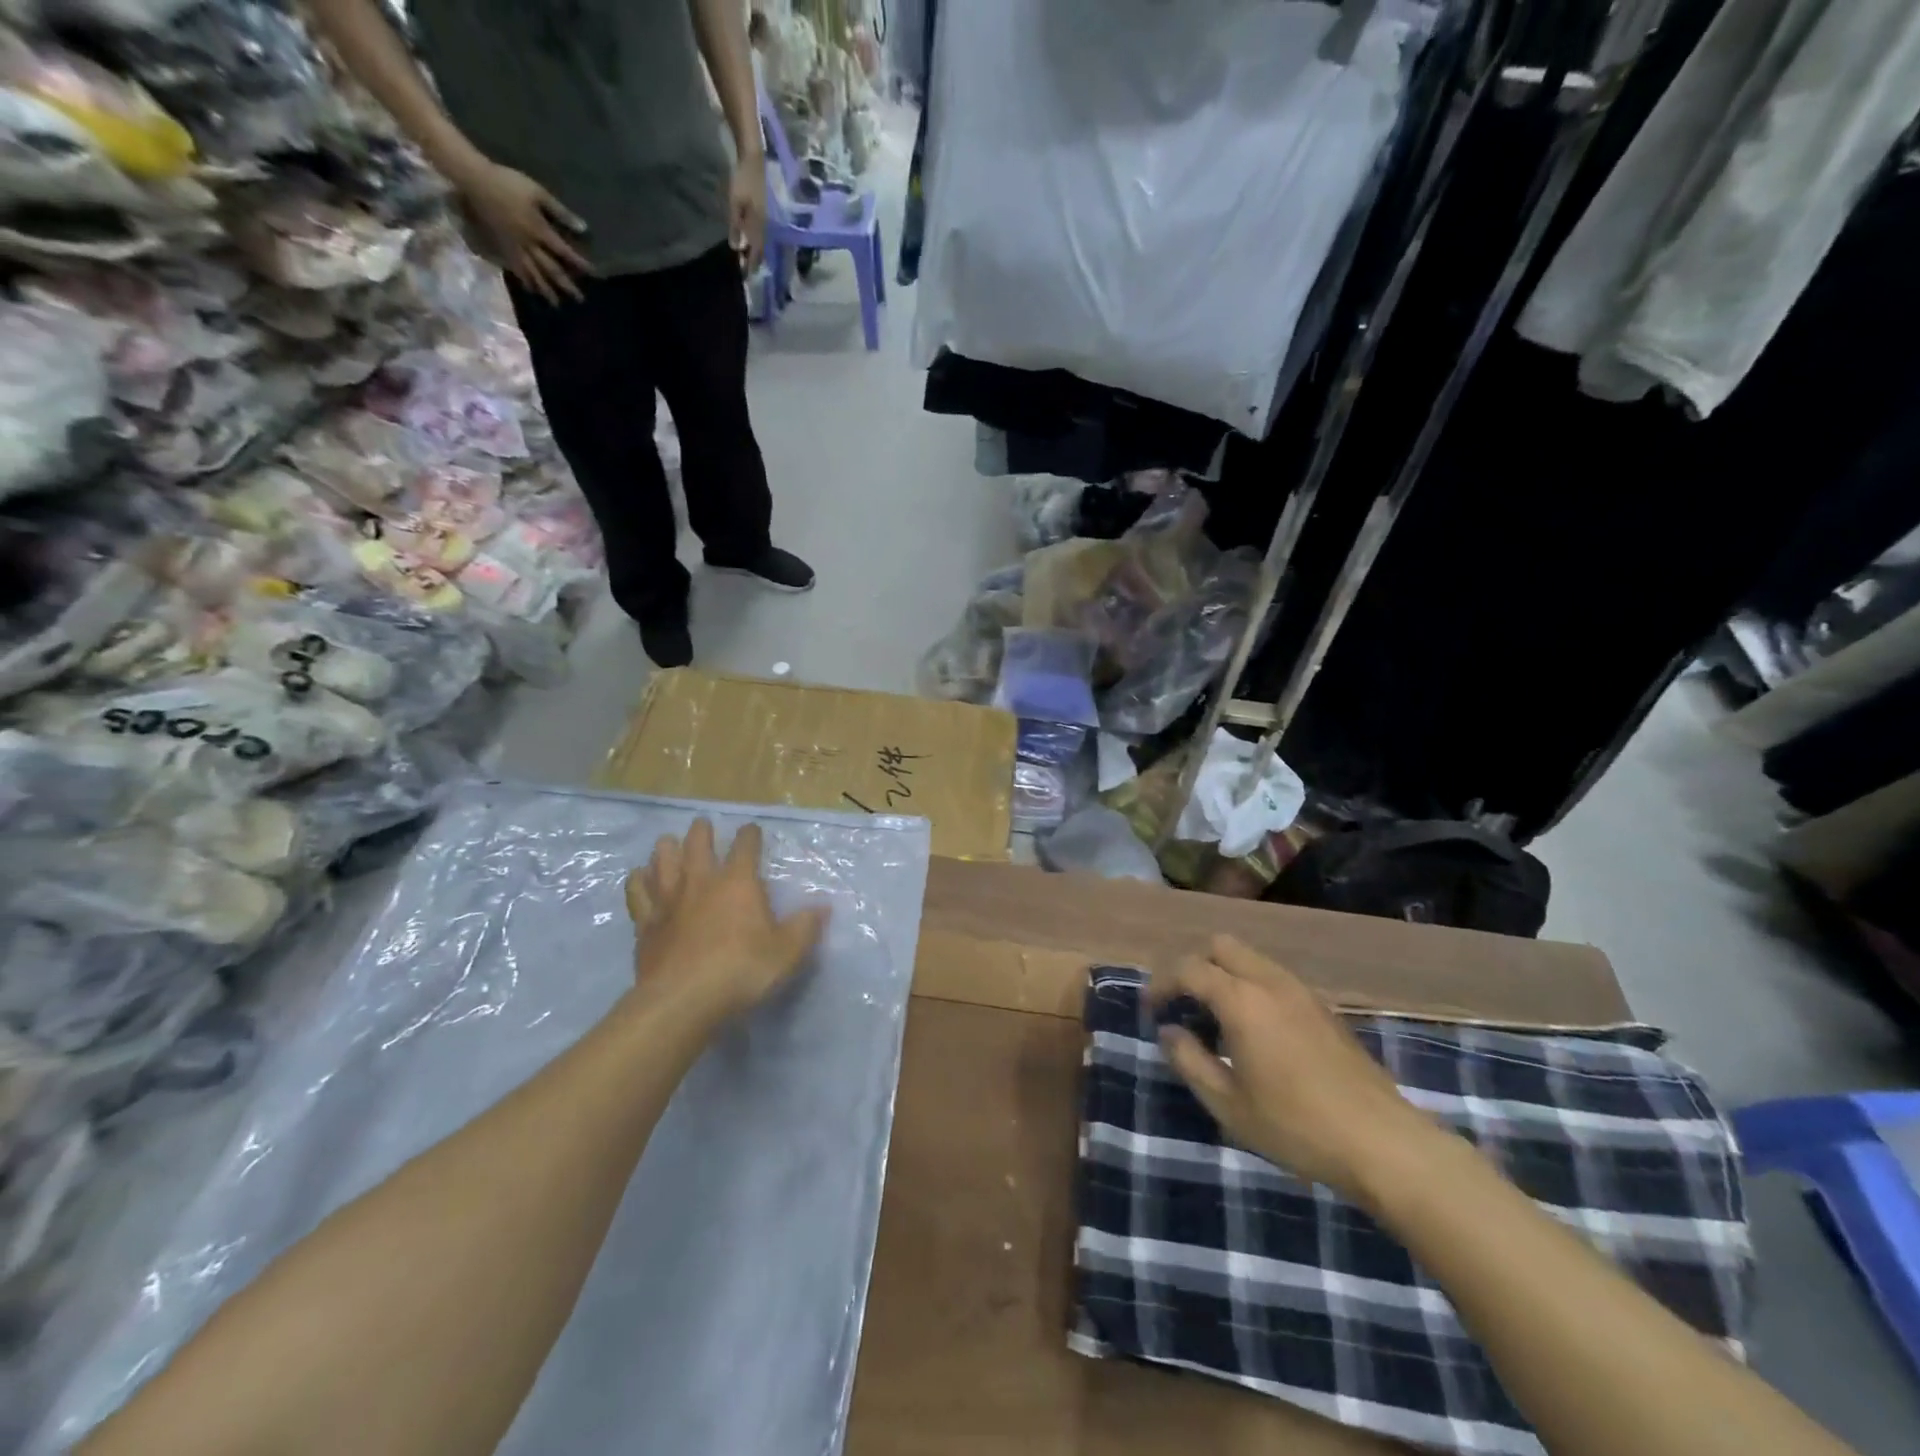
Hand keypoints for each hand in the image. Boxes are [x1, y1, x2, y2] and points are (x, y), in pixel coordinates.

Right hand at [457, 160, 589, 304]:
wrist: (475, 179)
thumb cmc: (508, 182)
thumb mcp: (538, 193)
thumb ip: (560, 212)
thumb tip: (583, 228)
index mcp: (539, 230)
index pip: (564, 252)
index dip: (580, 264)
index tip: (594, 275)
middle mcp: (529, 243)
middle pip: (551, 269)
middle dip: (566, 285)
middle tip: (579, 300)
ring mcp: (514, 247)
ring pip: (533, 273)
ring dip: (546, 289)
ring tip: (556, 303)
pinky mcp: (502, 246)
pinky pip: (516, 268)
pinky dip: (525, 281)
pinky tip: (531, 290)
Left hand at [624, 818, 826, 1026]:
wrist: (683, 1001)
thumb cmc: (742, 970)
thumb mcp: (787, 952)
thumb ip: (806, 927)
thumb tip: (823, 907)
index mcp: (738, 883)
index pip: (745, 847)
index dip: (750, 835)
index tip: (752, 829)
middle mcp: (701, 882)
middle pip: (697, 845)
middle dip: (702, 832)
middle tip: (703, 824)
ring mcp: (669, 901)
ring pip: (663, 863)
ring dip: (666, 849)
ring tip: (668, 842)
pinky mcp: (645, 925)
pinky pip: (638, 894)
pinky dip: (638, 882)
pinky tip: (638, 877)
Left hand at [728, 153, 766, 273]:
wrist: (754, 159)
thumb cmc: (743, 180)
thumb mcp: (735, 202)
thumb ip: (736, 225)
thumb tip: (736, 248)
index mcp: (758, 225)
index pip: (756, 250)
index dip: (751, 264)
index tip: (746, 276)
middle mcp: (764, 224)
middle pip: (761, 248)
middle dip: (755, 260)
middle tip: (748, 271)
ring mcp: (765, 217)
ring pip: (761, 240)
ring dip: (756, 252)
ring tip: (750, 260)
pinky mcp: (763, 210)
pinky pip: (761, 232)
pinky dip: (756, 241)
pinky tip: (751, 241)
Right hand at [1150, 936, 1441, 1202]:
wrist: (1384, 1144)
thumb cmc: (1297, 1126)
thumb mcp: (1228, 1104)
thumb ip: (1190, 1060)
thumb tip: (1169, 1031)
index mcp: (1242, 1000)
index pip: (1189, 969)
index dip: (1162, 984)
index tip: (1152, 1010)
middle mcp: (1270, 982)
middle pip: (1221, 945)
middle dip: (1194, 965)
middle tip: (1183, 1004)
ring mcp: (1302, 992)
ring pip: (1250, 958)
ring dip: (1224, 974)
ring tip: (1216, 1019)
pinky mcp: (1323, 1008)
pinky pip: (1274, 977)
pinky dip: (1251, 986)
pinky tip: (1254, 1031)